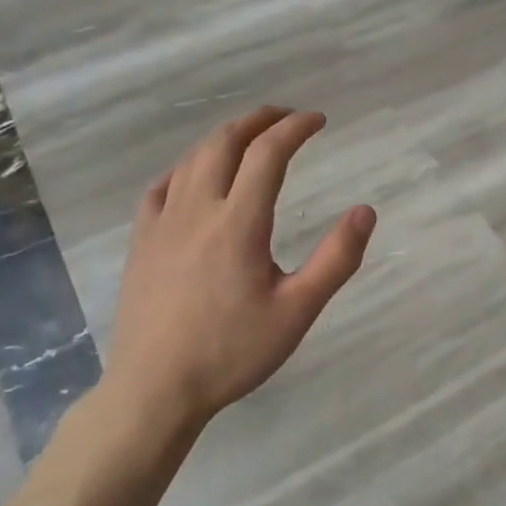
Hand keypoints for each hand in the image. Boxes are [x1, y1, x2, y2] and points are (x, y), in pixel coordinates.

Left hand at [103, 106, 375, 428]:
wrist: (155, 389)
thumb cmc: (232, 352)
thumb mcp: (297, 312)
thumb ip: (336, 260)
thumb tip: (365, 211)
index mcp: (238, 223)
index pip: (268, 154)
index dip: (295, 128)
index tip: (318, 120)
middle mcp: (197, 209)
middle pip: (225, 142)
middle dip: (258, 120)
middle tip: (285, 117)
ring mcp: (162, 222)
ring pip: (192, 158)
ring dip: (224, 137)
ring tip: (248, 137)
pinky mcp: (141, 240)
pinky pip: (162, 185)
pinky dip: (187, 165)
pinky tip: (195, 174)